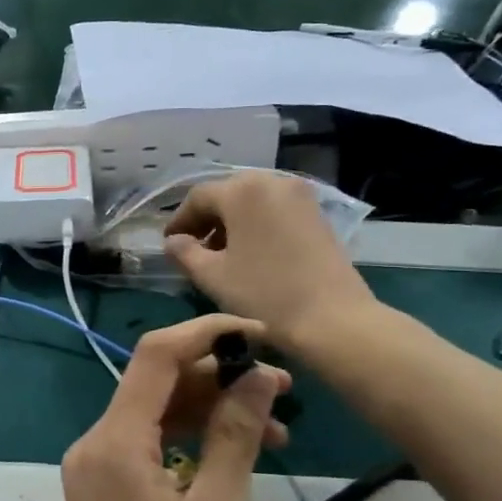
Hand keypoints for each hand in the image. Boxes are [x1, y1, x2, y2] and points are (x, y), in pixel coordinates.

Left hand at [59, 316, 288, 500]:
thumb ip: (234, 433)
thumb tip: (256, 374)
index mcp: (112, 442)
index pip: (155, 355)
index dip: (207, 334)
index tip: (261, 336)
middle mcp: (93, 446)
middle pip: (156, 384)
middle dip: (219, 378)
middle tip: (284, 390)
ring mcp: (96, 473)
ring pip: (156, 416)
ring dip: (211, 412)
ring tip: (277, 427)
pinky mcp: (107, 497)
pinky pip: (149, 448)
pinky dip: (191, 443)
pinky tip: (239, 453)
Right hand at [164, 172, 375, 352]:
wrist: (332, 319)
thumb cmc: (263, 294)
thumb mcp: (212, 276)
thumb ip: (184, 253)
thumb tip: (173, 242)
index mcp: (242, 191)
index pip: (198, 198)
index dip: (179, 220)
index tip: (169, 244)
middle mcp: (271, 181)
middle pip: (227, 195)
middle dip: (207, 220)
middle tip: (193, 249)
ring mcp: (300, 196)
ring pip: (253, 202)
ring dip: (232, 223)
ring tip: (222, 255)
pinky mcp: (317, 214)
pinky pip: (275, 211)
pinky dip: (257, 226)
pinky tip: (251, 254)